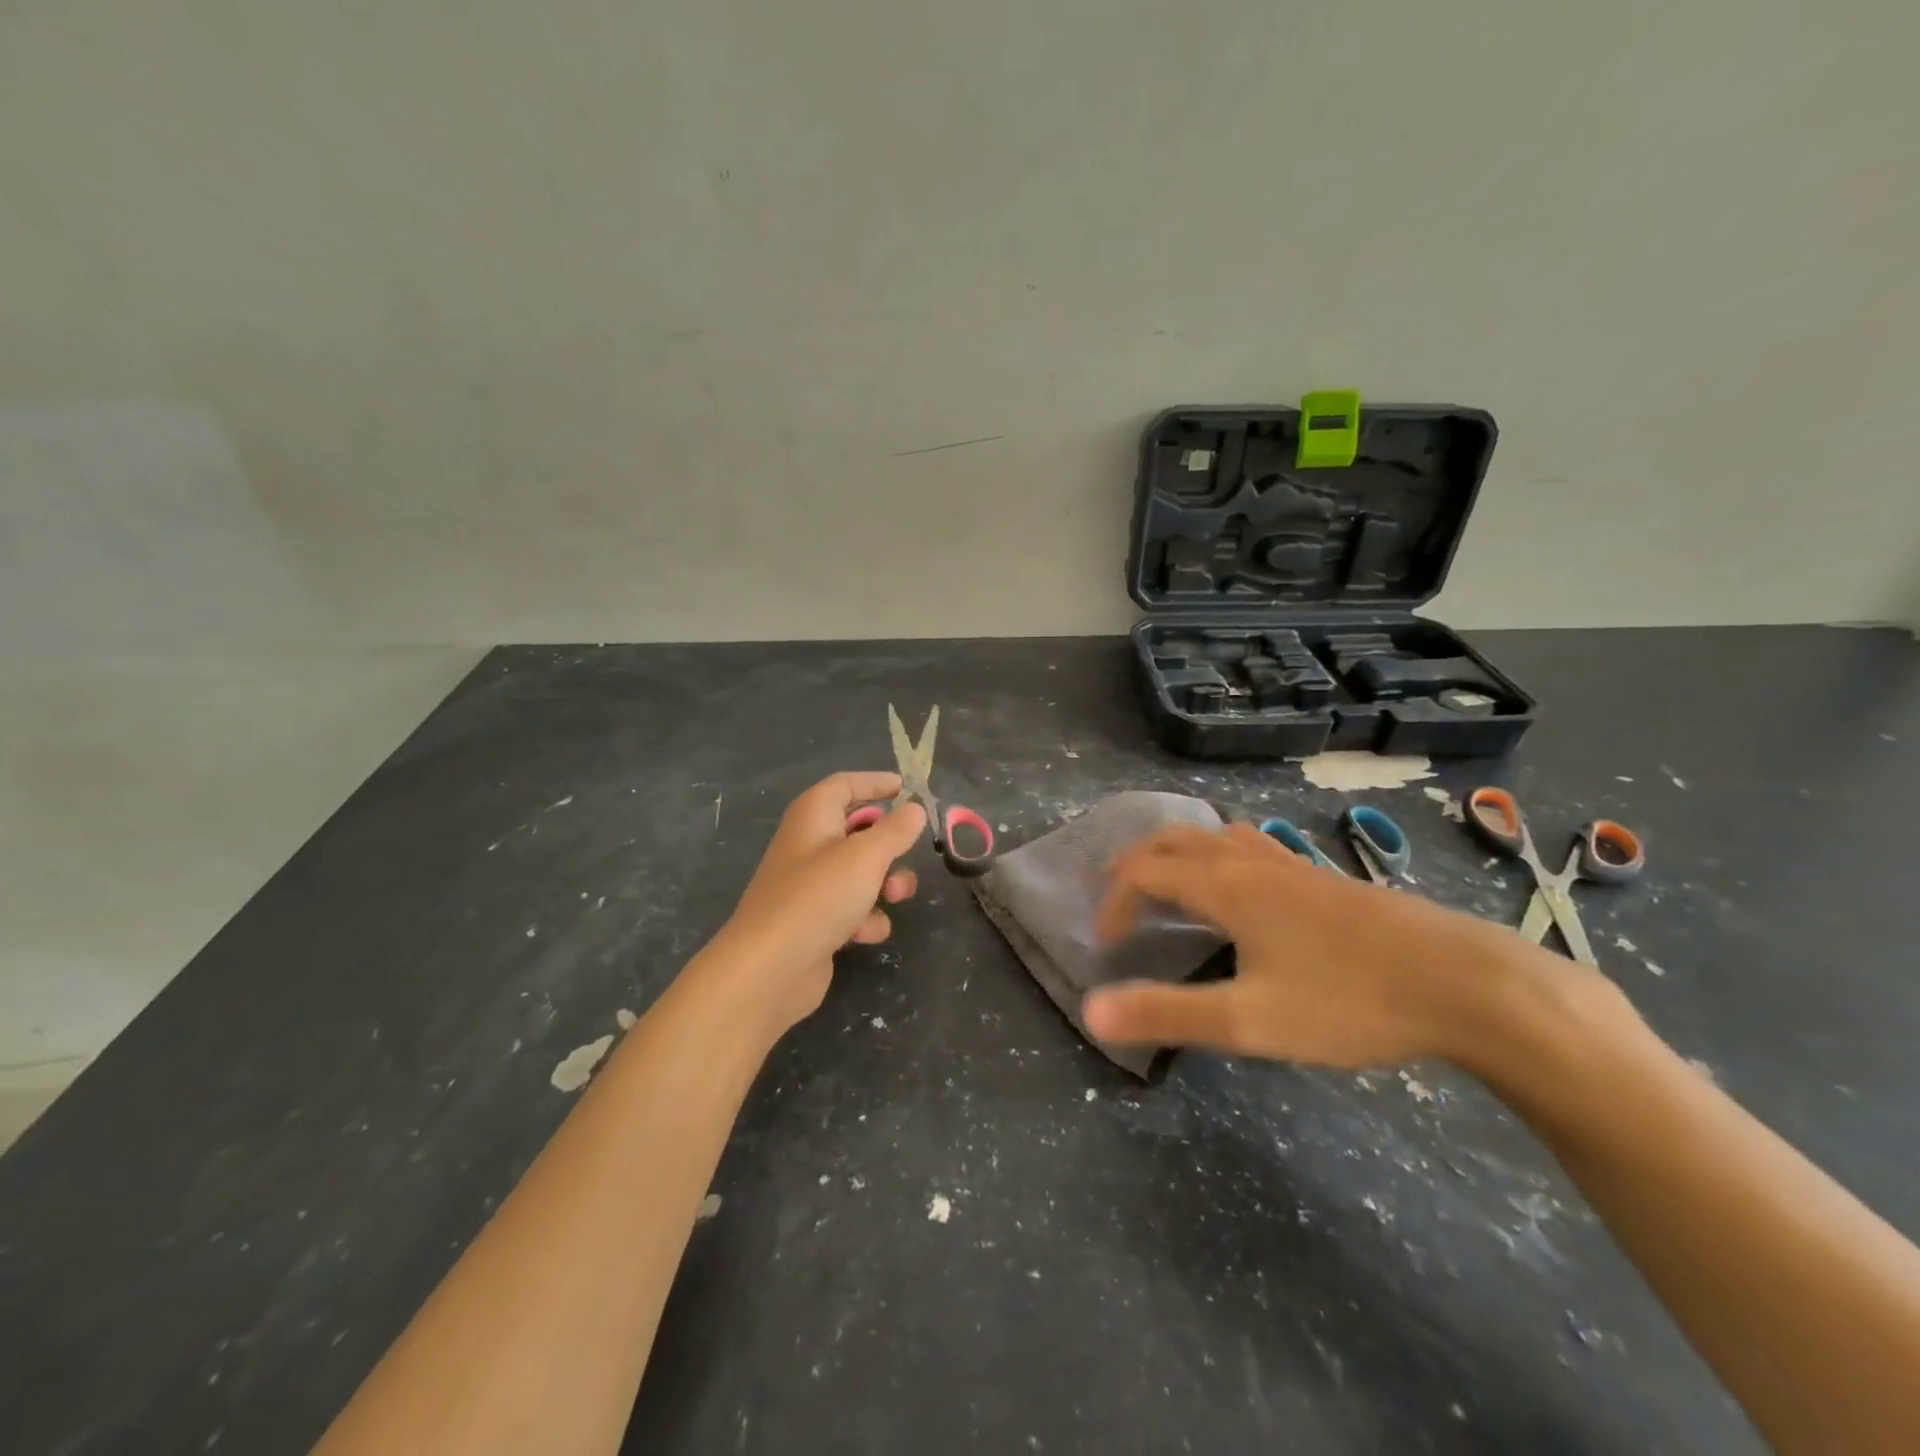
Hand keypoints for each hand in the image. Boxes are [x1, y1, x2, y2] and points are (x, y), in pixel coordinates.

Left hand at [703, 772, 925, 1037]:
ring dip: (885, 883)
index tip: (907, 788)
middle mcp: (809, 844)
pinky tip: (863, 933)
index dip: (876, 783)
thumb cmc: (818, 897)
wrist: (770, 968)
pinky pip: (852, 908)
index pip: (845, 784)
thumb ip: (896, 830)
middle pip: (858, 830)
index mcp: (813, 815)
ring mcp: (811, 886)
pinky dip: (865, 918)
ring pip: (861, 873)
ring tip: (893, 896)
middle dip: (889, 844)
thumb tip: (914, 809)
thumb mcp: (866, 856)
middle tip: (910, 851)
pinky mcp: (816, 921)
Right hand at [1082, 822, 1549, 1068]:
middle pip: (1175, 839)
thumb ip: (1168, 1013)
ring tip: (1170, 888)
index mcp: (1225, 885)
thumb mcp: (1250, 1020)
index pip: (1145, 872)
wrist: (1467, 983)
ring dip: (1179, 853)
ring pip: (1217, 836)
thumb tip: (1091, 1010)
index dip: (1114, 901)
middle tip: (1119, 899)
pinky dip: (1221, 857)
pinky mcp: (1325, 878)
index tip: (1105, 943)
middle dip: (1136, 863)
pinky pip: (1253, 847)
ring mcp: (1293, 864)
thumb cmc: (1350, 1001)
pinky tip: (1243, 892)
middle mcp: (1251, 861)